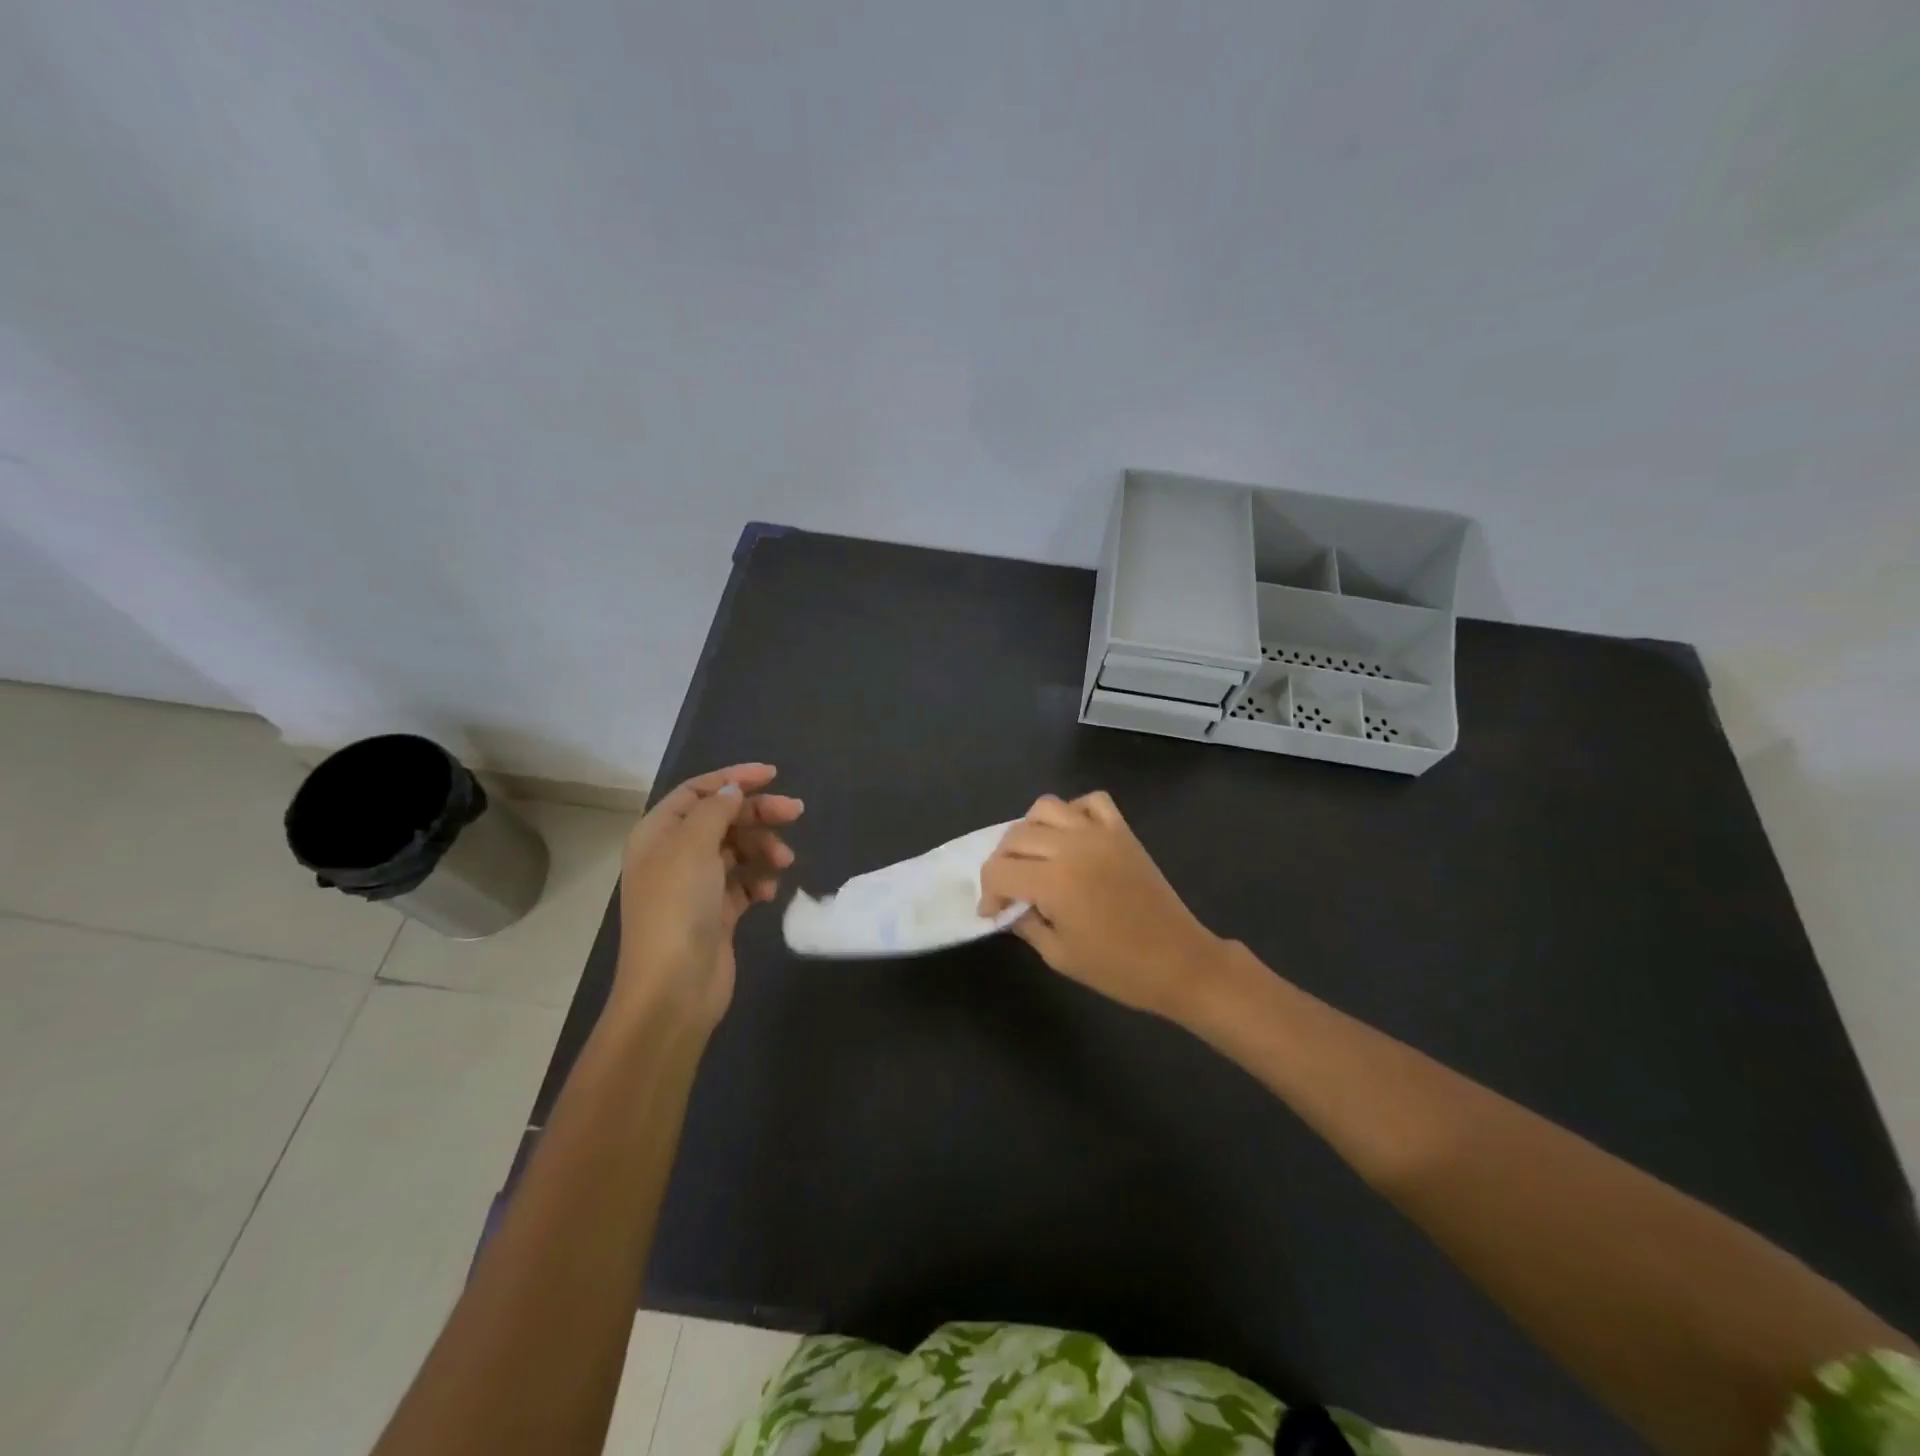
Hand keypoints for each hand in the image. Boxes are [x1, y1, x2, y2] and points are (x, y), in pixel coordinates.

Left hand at [612, 764, 802, 1031]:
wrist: (675, 987)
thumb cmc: (678, 907)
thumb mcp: (693, 846)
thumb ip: (716, 810)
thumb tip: (733, 790)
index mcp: (658, 834)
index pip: (698, 792)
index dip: (733, 779)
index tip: (772, 775)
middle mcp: (674, 855)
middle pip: (723, 819)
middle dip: (758, 814)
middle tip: (796, 812)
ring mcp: (696, 886)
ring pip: (738, 850)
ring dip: (763, 849)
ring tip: (783, 862)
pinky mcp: (717, 913)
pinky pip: (744, 883)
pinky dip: (759, 882)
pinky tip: (769, 892)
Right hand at [978, 791, 1226, 1018]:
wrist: (1180, 961)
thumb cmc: (1118, 969)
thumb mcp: (1059, 955)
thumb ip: (1027, 925)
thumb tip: (1010, 908)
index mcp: (1054, 881)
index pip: (998, 870)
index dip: (987, 893)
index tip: (993, 913)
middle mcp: (1072, 846)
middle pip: (1016, 836)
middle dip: (1002, 863)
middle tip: (1009, 890)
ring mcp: (1100, 833)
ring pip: (1046, 807)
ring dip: (1029, 831)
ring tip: (1035, 858)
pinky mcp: (1122, 831)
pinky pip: (1091, 801)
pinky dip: (1073, 811)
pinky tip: (1071, 836)